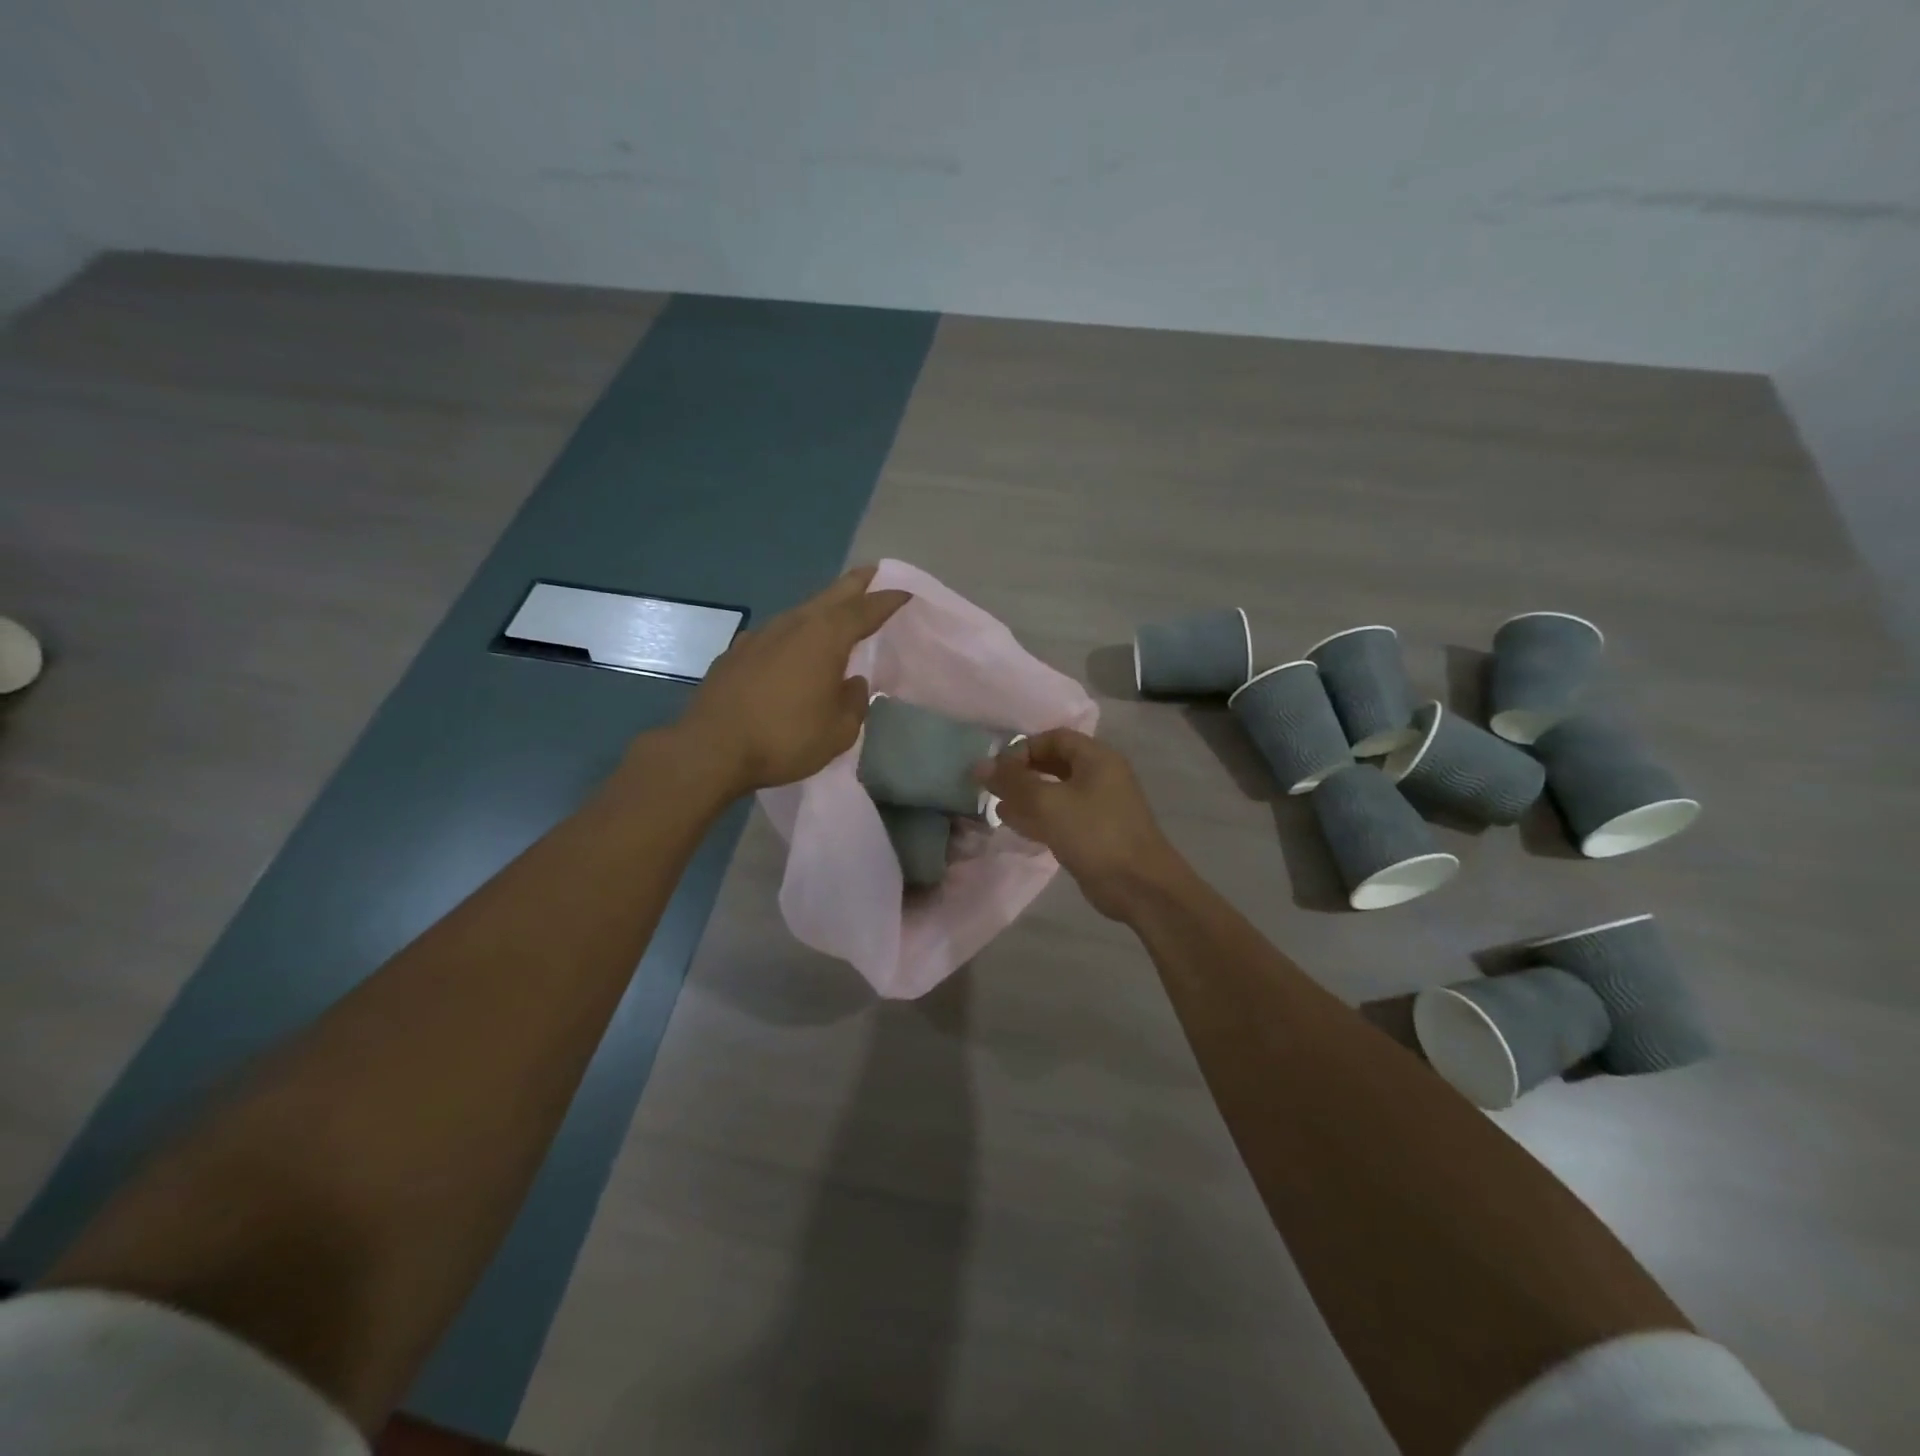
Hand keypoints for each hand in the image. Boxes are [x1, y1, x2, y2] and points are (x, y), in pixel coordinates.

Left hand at [679, 566, 910, 793]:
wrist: (712, 749)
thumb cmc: (785, 738)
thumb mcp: (838, 731)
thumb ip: (854, 702)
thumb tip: (853, 684)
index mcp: (825, 638)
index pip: (865, 610)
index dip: (888, 600)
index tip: (905, 592)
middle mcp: (794, 625)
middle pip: (832, 596)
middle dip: (856, 584)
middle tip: (873, 572)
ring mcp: (761, 635)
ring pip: (801, 612)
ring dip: (822, 607)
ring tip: (836, 611)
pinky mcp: (737, 652)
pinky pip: (775, 634)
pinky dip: (793, 633)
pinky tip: (791, 647)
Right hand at [976, 729, 1189, 919]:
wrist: (1140, 886)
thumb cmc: (1095, 834)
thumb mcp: (1048, 803)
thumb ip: (1013, 782)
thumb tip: (980, 765)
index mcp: (1096, 758)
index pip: (1053, 737)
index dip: (1023, 748)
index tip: (998, 770)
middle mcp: (1100, 775)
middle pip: (1054, 763)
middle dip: (1022, 774)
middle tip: (993, 789)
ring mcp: (1099, 805)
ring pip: (1056, 791)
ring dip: (1026, 797)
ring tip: (997, 808)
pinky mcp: (1095, 832)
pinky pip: (1062, 815)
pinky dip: (1038, 817)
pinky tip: (1015, 826)